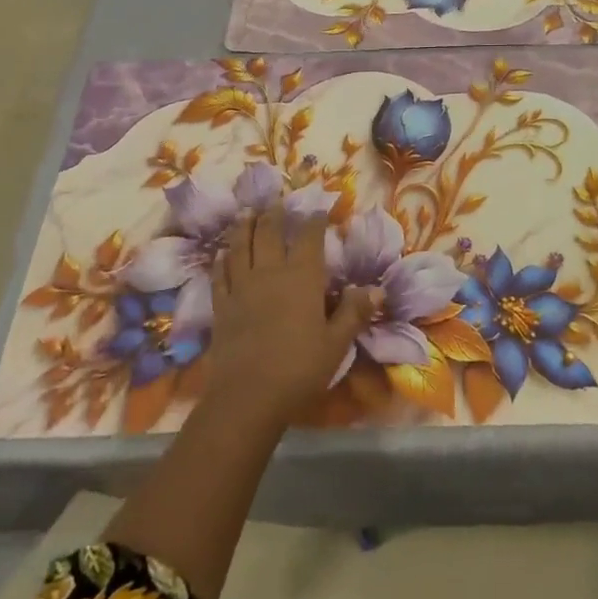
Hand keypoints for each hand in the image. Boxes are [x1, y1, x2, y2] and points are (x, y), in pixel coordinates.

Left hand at [207, 202, 374, 422]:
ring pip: (241, 246)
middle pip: (270, 233)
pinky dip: (222, 260)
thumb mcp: (336, 344)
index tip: (318, 209)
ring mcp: (242, 287)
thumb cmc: (300, 368)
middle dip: (275, 215)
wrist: (248, 396)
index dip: (314, 221)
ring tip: (246, 213)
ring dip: (244, 227)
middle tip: (276, 202)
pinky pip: (221, 274)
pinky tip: (222, 253)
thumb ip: (354, 313)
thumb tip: (376, 288)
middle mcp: (270, 272)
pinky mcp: (222, 306)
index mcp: (302, 277)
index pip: (309, 238)